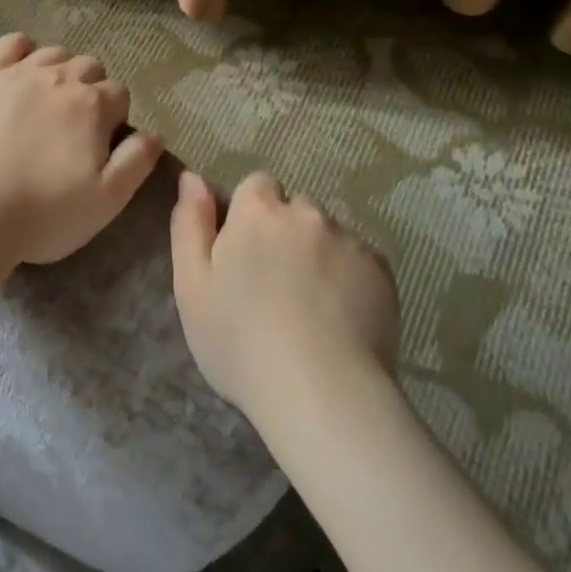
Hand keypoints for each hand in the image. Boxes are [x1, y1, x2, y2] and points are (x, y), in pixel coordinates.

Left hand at [0, 33, 163, 266]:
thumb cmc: (46, 212)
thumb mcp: (108, 200)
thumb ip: (137, 161)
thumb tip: (155, 133)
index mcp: (93, 104)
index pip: (120, 93)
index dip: (115, 118)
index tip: (101, 144)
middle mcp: (59, 77)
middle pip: (90, 67)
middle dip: (92, 90)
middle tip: (76, 127)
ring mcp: (19, 73)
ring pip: (55, 53)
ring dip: (61, 71)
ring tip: (50, 102)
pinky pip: (10, 43)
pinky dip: (23, 49)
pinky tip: (22, 70)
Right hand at [170, 170, 398, 424]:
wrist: (322, 394)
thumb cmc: (241, 340)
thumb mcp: (191, 285)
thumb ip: (189, 223)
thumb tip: (193, 177)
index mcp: (256, 211)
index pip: (255, 186)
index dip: (249, 215)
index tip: (244, 253)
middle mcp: (305, 212)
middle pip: (294, 209)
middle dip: (285, 234)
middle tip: (275, 285)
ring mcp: (348, 240)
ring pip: (328, 235)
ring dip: (317, 255)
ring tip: (311, 308)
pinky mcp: (381, 272)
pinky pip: (359, 262)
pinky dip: (349, 279)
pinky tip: (340, 320)